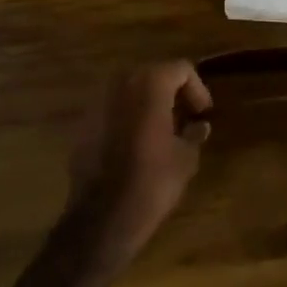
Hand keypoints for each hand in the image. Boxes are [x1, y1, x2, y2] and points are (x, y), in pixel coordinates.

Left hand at [65, 60, 211, 268]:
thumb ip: (193, 134)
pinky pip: (112, 109)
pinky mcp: (83, 123)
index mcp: (150, 84)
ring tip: (161, 128)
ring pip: (129, 90)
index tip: (203, 113)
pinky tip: (135, 142)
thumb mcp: (185, 158)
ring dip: (147, 102)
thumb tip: (198, 126)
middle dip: (171, 92)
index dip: (197, 88)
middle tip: (185, 116)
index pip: (180, 69)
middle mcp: (120, 83)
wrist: (102, 217)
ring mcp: (97, 101)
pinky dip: (127, 117)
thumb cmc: (152, 182)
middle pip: (152, 74)